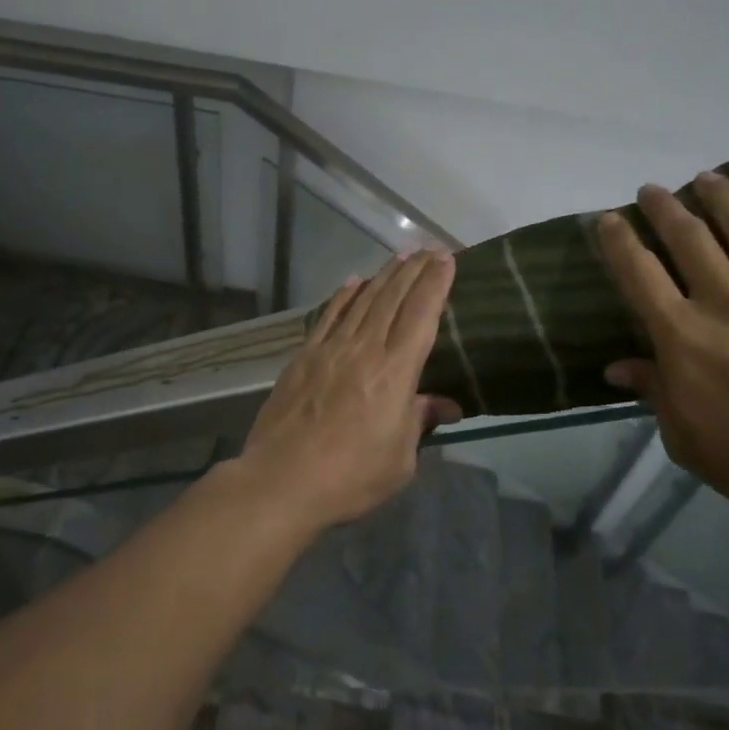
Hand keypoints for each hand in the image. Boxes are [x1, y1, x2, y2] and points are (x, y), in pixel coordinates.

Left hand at [237, 251, 461, 530]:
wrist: (282, 480)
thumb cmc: (350, 477)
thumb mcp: (399, 459)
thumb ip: (419, 421)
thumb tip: (445, 405)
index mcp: (395, 372)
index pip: (421, 315)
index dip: (435, 284)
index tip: (446, 259)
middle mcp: (364, 350)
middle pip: (392, 299)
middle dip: (413, 271)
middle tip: (428, 249)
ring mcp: (329, 350)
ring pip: (361, 302)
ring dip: (383, 276)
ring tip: (399, 257)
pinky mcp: (303, 358)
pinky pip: (327, 317)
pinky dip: (343, 296)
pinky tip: (353, 282)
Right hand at [597, 173, 728, 527]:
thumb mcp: (686, 438)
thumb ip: (654, 392)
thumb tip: (616, 368)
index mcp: (682, 334)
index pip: (637, 272)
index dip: (618, 240)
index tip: (608, 219)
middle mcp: (728, 297)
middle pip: (687, 236)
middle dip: (663, 207)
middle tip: (652, 191)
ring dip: (720, 196)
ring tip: (706, 178)